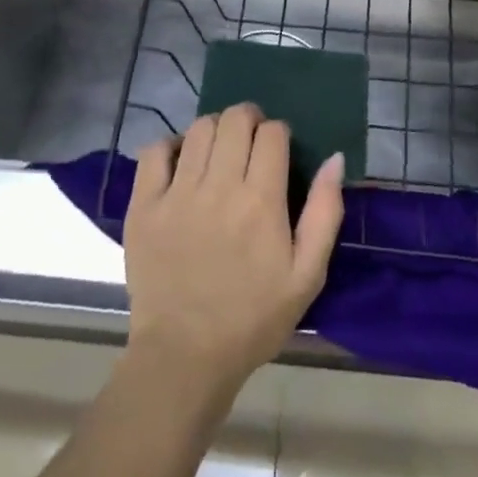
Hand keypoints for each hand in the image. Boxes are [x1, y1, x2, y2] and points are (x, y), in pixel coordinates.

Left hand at [124, 104, 343, 392]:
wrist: (185, 357)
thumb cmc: (254, 318)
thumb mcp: (308, 274)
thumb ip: (325, 212)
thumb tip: (334, 158)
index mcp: (262, 200)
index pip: (272, 133)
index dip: (279, 133)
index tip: (278, 150)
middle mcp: (219, 186)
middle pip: (234, 119)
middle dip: (248, 120)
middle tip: (250, 141)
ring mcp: (177, 194)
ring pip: (198, 129)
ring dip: (215, 129)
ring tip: (218, 151)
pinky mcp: (143, 206)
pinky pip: (153, 152)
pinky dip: (169, 146)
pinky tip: (180, 163)